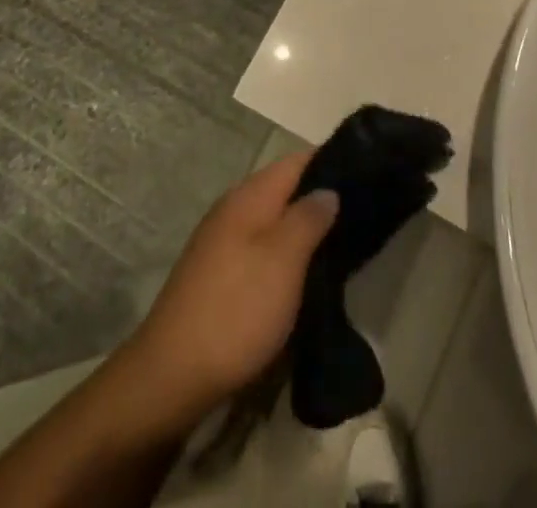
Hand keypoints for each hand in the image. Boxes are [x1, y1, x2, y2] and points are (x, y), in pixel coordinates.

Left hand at [117, 152, 337, 425]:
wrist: (171, 375)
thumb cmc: (236, 309)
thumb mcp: (283, 260)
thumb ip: (308, 218)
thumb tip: (327, 189)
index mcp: (250, 196)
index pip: (297, 160)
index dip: (330, 160)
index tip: (365, 172)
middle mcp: (233, 208)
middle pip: (284, 188)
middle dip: (318, 197)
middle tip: (360, 213)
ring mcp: (221, 241)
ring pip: (272, 219)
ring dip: (302, 227)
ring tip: (340, 243)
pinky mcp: (216, 273)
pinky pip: (260, 246)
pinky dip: (284, 252)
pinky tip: (302, 273)